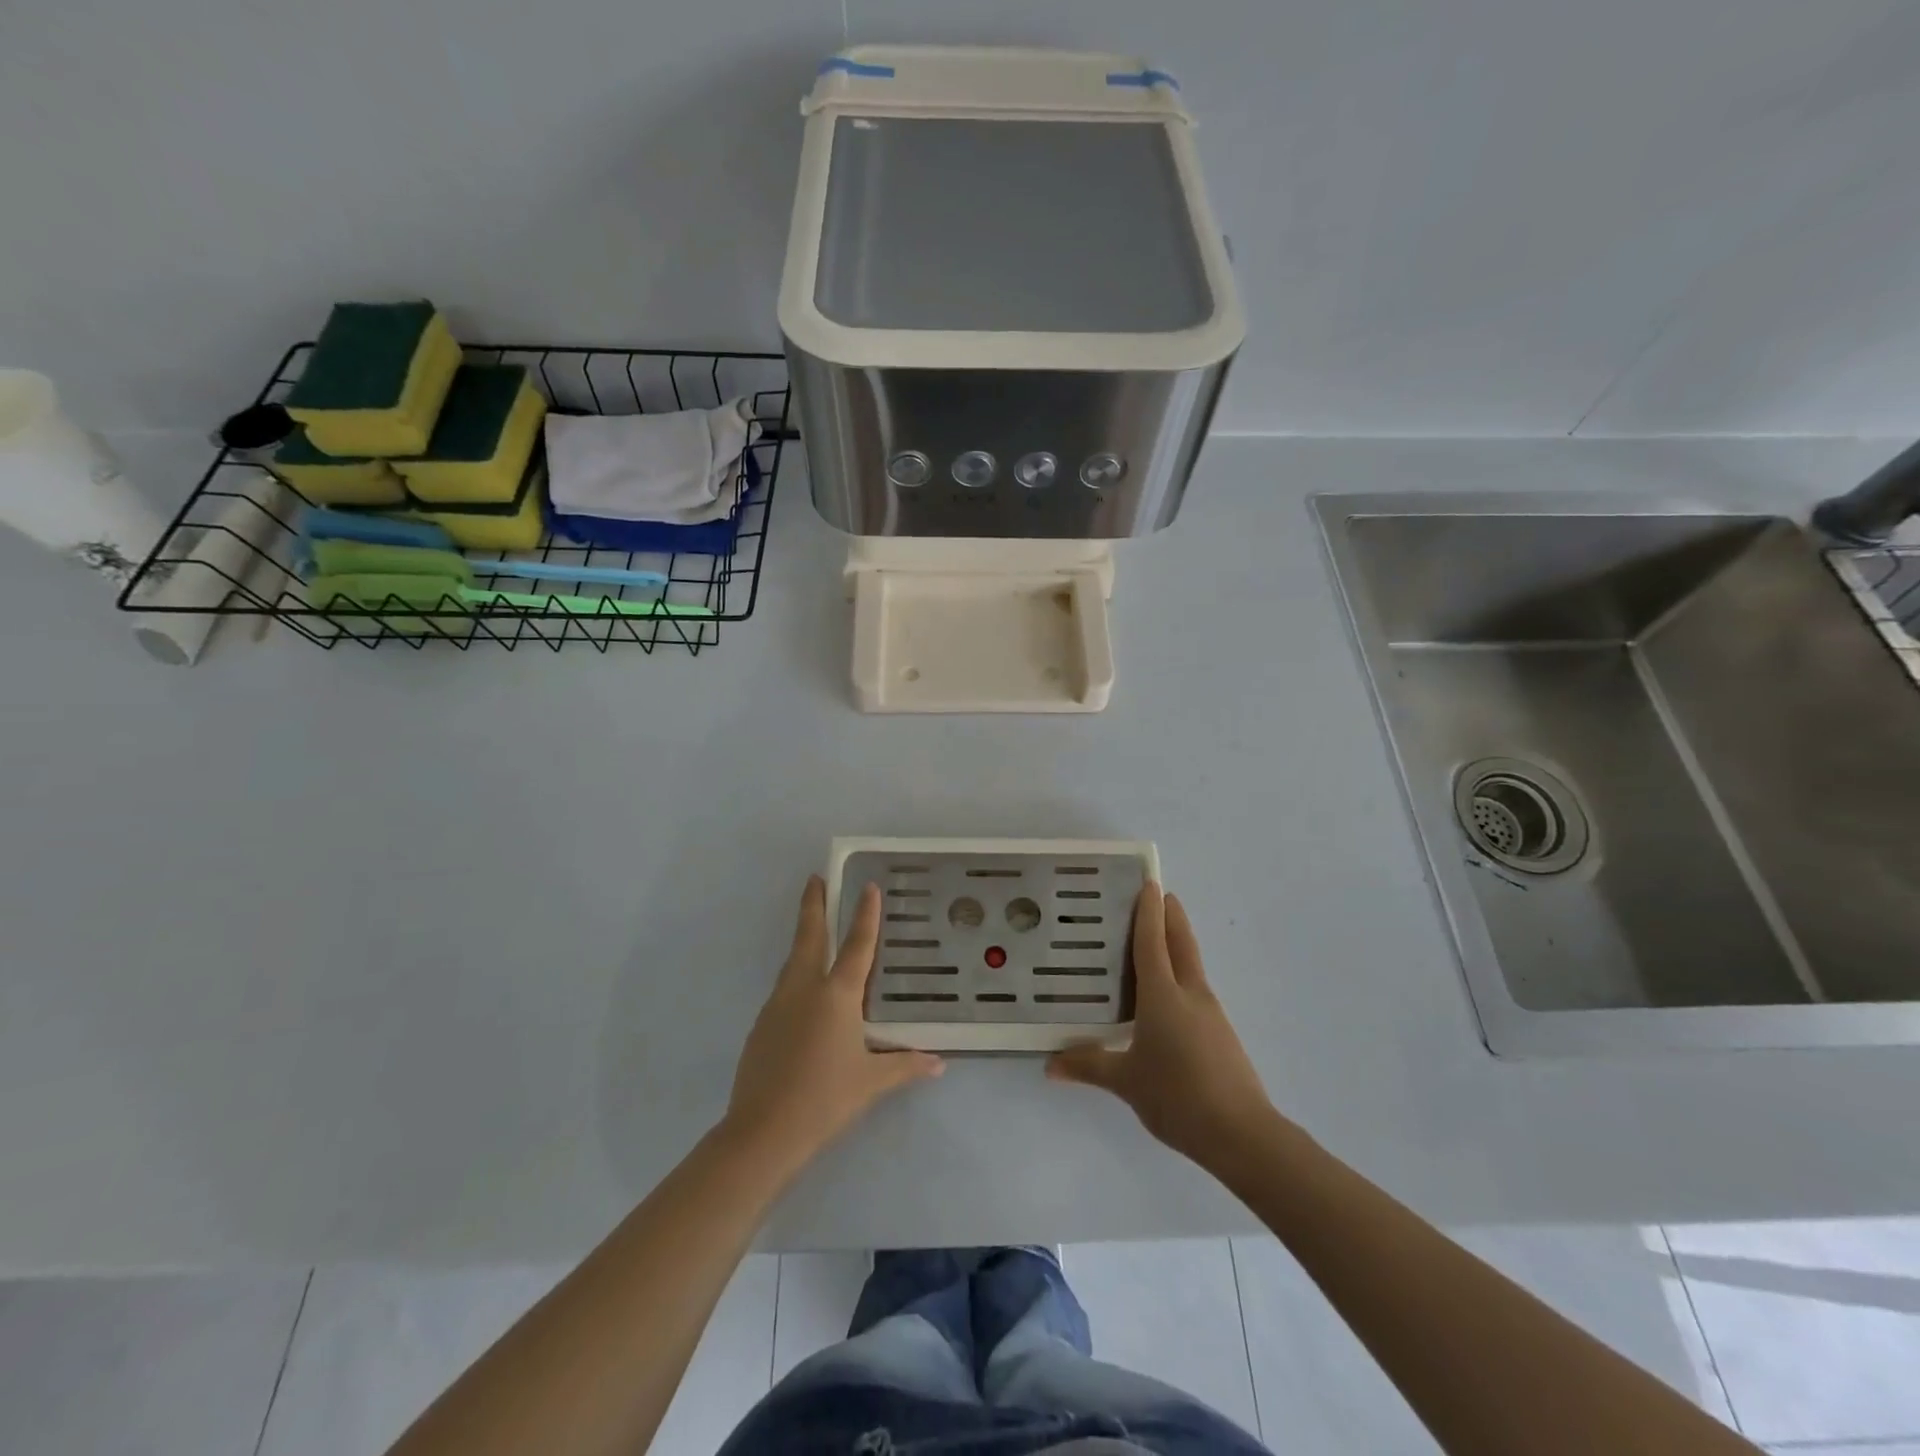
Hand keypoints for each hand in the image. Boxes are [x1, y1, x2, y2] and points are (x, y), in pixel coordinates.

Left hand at [724, 876, 943, 1169]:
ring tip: (813, 929)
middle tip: (814, 879)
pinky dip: (795, 975)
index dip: (865, 914)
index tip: (867, 886)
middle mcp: (805, 989)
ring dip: (803, 938)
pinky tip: (803, 993)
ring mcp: (778, 1005)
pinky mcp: (761, 1025)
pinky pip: (784, 988)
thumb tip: (938, 1063)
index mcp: (837, 995)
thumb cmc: (825, 1099)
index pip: (857, 945)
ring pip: (793, 961)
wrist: (763, 1131)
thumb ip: (905, 1066)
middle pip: (809, 936)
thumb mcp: (872, 1082)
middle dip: (813, 905)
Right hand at [1047, 884, 1271, 1166]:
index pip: (1152, 941)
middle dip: (1171, 916)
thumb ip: (1089, 1066)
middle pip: (1181, 943)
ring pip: (1192, 964)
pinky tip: (1168, 993)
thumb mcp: (1126, 1082)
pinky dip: (1182, 974)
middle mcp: (1189, 993)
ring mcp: (1210, 1012)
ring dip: (1177, 943)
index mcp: (1163, 995)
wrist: (1242, 1134)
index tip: (1149, 882)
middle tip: (1159, 893)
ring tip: (1156, 939)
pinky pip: (1196, 988)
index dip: (1149, 911)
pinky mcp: (1220, 1033)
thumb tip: (1050, 1065)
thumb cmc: (1178, 1096)